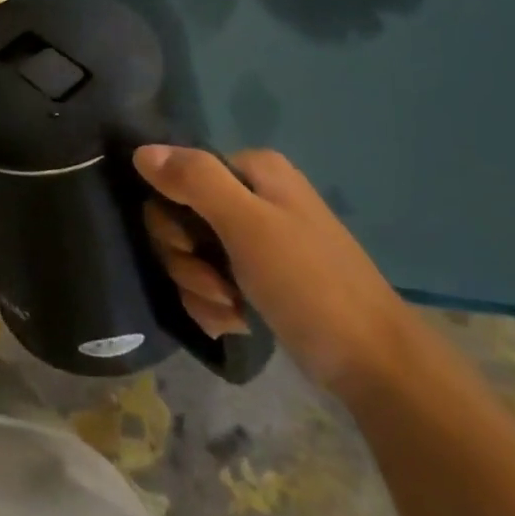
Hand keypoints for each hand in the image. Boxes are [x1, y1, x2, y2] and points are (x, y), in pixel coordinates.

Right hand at [137, 146, 413, 399]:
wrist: (373, 364)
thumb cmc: (310, 283)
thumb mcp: (248, 225)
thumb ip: (194, 181)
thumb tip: (141, 151)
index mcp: (253, 171)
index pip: (177, 175)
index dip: (173, 214)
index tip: (193, 247)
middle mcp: (251, 197)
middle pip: (178, 218)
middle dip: (186, 259)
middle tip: (216, 284)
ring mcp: (254, 240)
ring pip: (190, 255)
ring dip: (199, 288)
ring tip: (233, 310)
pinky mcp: (256, 279)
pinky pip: (208, 283)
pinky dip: (214, 306)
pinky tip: (236, 323)